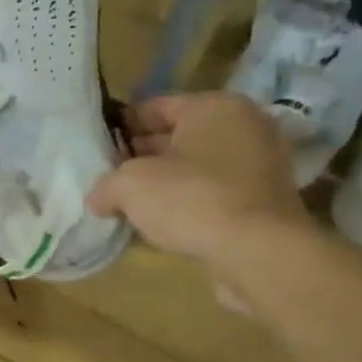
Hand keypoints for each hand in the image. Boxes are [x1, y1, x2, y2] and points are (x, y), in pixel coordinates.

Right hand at [87, 92, 309, 268]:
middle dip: (142, 156)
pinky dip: (189, 204)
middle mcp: (244, 127)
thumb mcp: (129, 185)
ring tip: (128, 203)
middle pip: (178, 136)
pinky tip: (160, 223)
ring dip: (165, 183)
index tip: (97, 145)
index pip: (155, 107)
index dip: (122, 126)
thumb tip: (99, 198)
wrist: (258, 254)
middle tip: (108, 176)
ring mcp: (260, 166)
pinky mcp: (264, 203)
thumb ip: (106, 185)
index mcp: (214, 107)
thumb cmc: (192, 199)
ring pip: (196, 168)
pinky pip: (214, 194)